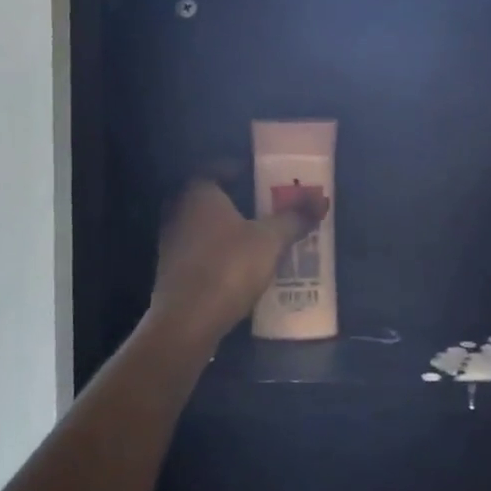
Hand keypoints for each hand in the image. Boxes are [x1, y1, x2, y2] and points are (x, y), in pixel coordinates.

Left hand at [145, 181, 328, 347]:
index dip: (240, 169)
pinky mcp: (170, 270)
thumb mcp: (270, 241)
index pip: (217, 167)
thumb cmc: (228, 268)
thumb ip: (294, 218)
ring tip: (256, 234)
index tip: (262, 177)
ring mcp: (170, 241)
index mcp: (198, 192)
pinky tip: (237, 263)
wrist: (186, 323)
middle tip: (263, 205)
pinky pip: (197, 249)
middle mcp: (178, 210)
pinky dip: (215, 250)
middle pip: (209, 196)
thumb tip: (320, 201)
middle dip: (235, 199)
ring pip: (201, 224)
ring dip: (224, 227)